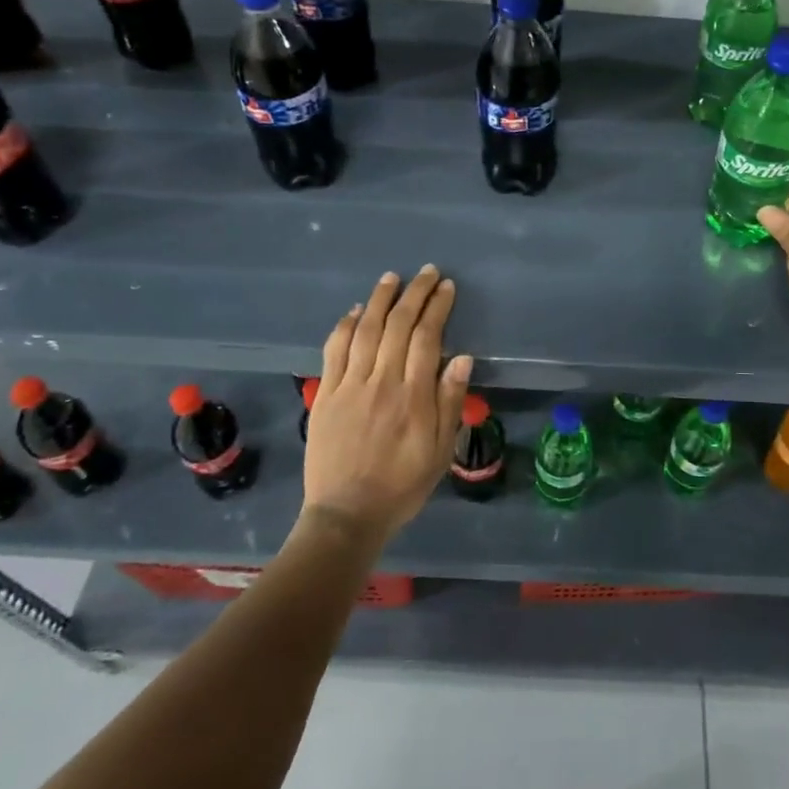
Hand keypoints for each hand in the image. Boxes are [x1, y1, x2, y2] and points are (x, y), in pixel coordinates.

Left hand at [302, 265, 472, 543]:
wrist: (346, 515)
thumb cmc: (402, 485)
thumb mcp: (440, 451)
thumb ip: (450, 402)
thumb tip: (462, 358)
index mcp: (414, 396)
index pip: (427, 338)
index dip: (437, 307)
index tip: (446, 287)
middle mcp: (382, 382)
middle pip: (398, 325)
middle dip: (414, 293)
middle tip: (427, 272)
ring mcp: (350, 386)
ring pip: (365, 330)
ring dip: (380, 299)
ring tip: (392, 277)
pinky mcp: (326, 395)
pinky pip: (334, 351)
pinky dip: (345, 325)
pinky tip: (355, 310)